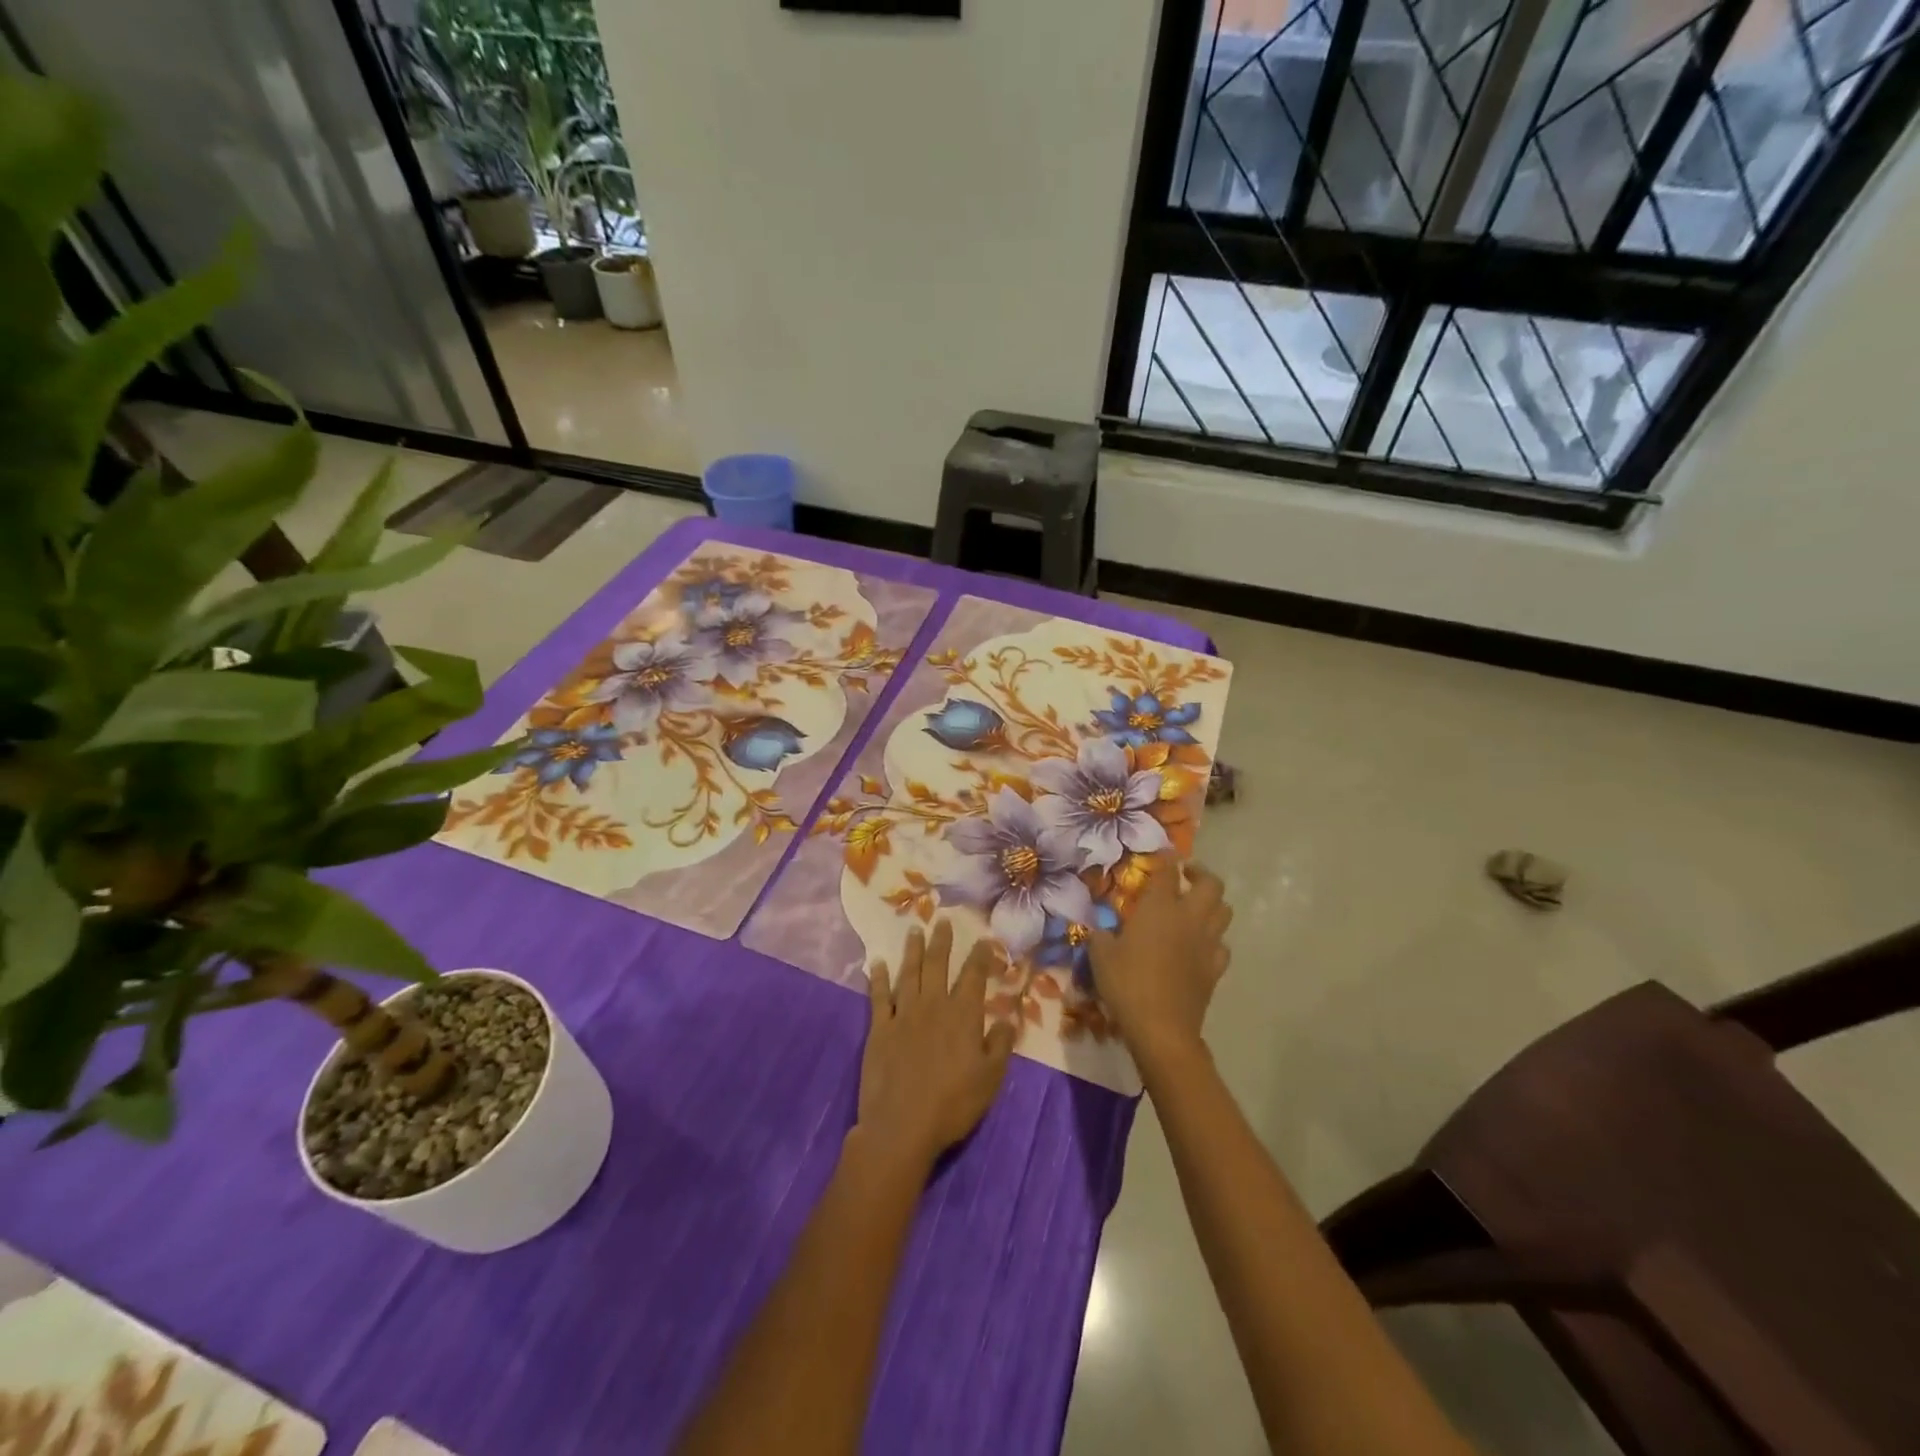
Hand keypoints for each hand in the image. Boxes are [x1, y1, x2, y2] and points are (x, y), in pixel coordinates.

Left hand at [856, 920, 1016, 1172]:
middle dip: (942, 942)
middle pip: (938, 965)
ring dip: (912, 950)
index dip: (979, 956)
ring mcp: (903, 1015)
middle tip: (942, 921)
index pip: (973, 976)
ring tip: (914, 930)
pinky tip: (876, 963)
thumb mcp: (991, 1078)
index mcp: (962, 1015)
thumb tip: (1008, 1017)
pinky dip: (878, 977)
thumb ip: (1001, 1044)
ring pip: (908, 973)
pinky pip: (879, 996)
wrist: (902, 1126)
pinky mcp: (879, 1029)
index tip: (983, 939)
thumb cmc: (953, 1104)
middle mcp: (933, 1006)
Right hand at [1088, 854, 1231, 1067]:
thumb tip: (1098, 928)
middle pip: (1211, 884)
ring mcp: (1207, 944)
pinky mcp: (1215, 969)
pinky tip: (1200, 946)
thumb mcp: (1100, 955)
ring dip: (1212, 904)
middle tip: (1186, 876)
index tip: (1163, 854)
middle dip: (1201, 874)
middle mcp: (1189, 918)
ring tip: (1195, 908)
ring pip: (1224, 912)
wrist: (1162, 1028)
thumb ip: (1100, 935)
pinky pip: (1222, 946)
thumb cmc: (1127, 984)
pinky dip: (1213, 940)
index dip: (1166, 859)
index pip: (1168, 872)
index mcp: (1159, 908)